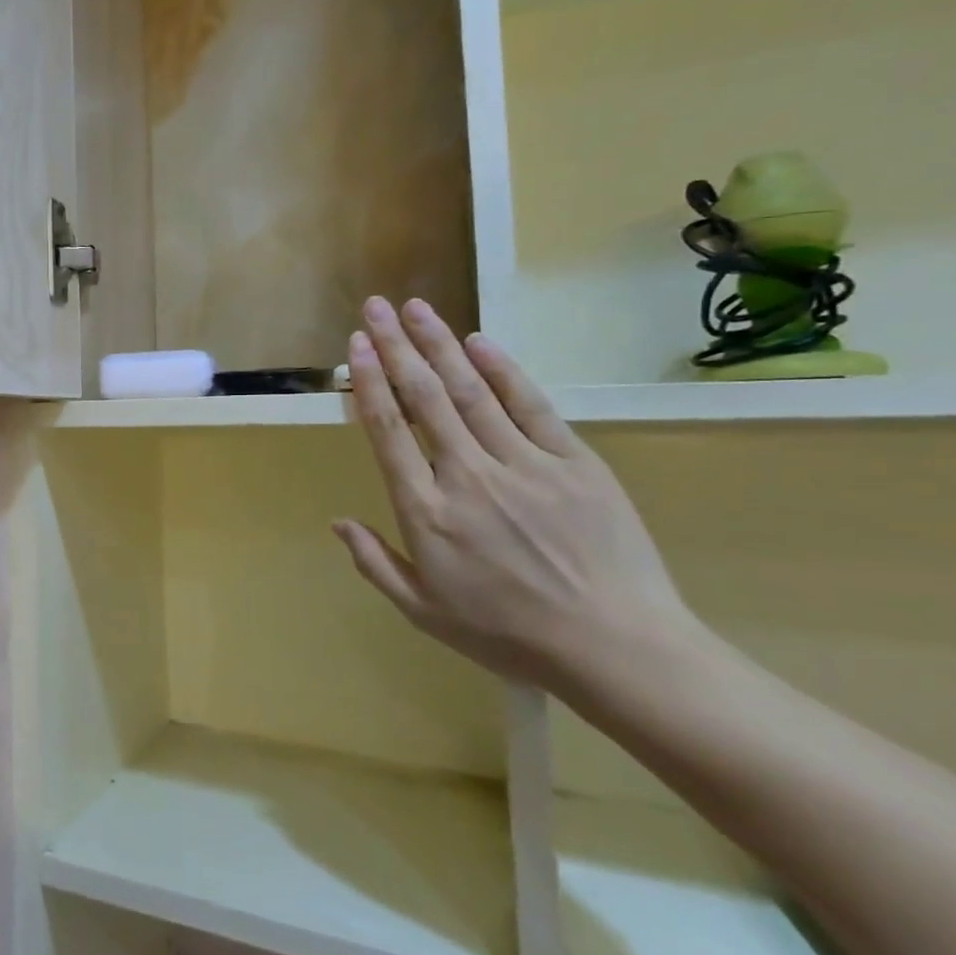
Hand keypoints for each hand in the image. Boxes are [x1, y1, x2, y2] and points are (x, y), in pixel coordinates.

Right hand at [334, 297, 703, 693]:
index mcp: (427, 511)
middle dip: (396, 346)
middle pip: (423, 397)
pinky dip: (503, 370)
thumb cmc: (510, 634)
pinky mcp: (574, 462)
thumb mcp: (425, 612)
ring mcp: (524, 464)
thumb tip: (338, 522)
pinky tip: (479, 342)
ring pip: (470, 391)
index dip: (369, 381)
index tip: (357, 345)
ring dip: (440, 344)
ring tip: (416, 308)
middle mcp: (467, 475)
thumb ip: (376, 563)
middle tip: (377, 306)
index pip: (388, 430)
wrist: (617, 648)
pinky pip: (531, 406)